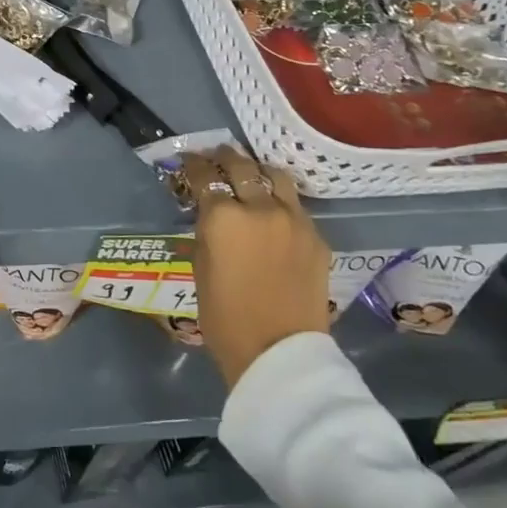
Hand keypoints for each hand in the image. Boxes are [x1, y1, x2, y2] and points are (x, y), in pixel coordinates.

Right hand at [183, 146, 330, 387]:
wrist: (280, 352)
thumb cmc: (225, 318)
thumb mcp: (200, 269)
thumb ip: (206, 232)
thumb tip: (210, 214)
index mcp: (223, 217)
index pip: (206, 176)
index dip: (195, 165)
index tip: (189, 161)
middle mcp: (260, 208)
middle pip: (243, 167)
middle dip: (226, 157)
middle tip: (217, 155)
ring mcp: (294, 220)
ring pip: (276, 177)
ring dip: (259, 171)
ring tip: (250, 174)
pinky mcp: (317, 237)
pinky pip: (296, 206)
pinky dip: (280, 201)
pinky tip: (273, 211)